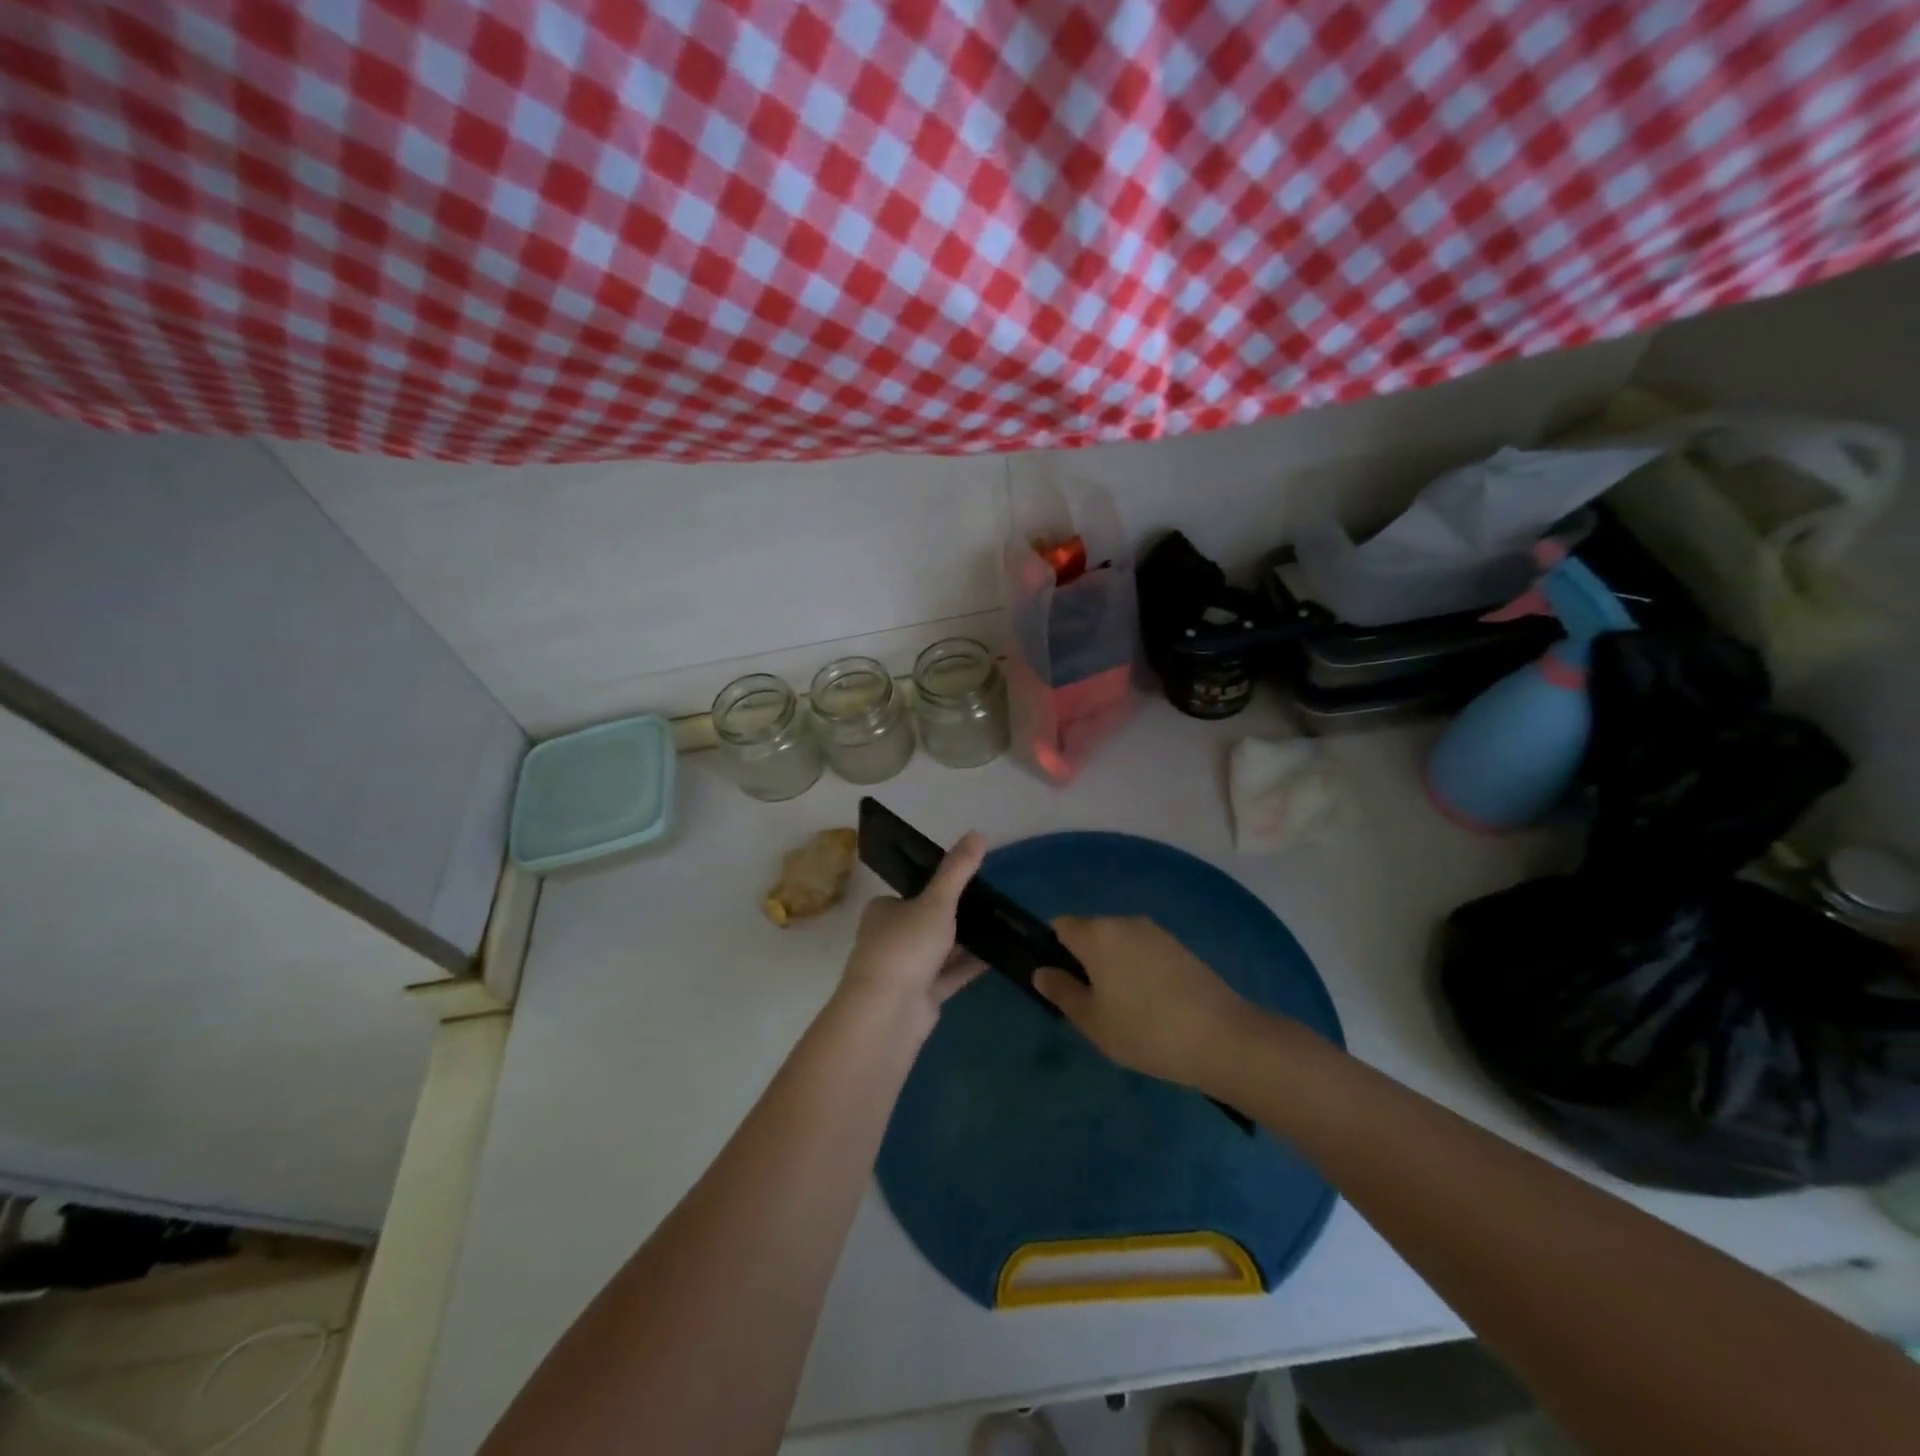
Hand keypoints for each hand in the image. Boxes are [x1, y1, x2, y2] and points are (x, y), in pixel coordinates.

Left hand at [837, 831, 986, 1035]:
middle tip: (994, 904)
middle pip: (928, 921)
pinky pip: (951, 975)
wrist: (888, 1012)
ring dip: (967, 942)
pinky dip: (971, 965)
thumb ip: (958, 870)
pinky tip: (999, 956)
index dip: (939, 887)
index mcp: (884, 911)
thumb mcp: (936, 901)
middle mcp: (891, 937)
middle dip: (957, 916)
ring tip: (1003, 926)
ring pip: (941, 950)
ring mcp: (906, 969)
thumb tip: (978, 832)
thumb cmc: (906, 946)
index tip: (971, 882)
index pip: (912, 893)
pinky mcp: (922, 996)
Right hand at [1034, 916, 1250, 1087]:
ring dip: (1113, 965)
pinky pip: (1144, 951)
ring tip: (1123, 1009)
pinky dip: (1138, 969)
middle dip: (1083, 959)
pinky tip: (1151, 1005)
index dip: (1052, 948)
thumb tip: (1042, 972)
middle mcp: (1124, 922)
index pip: (1060, 925)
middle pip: (1090, 932)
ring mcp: (1156, 932)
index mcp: (1097, 934)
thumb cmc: (1144, 1030)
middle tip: (1089, 1003)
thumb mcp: (1092, 1021)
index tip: (1059, 981)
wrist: (1222, 1038)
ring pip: (1119, 942)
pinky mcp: (1180, 947)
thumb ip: (1062, 992)